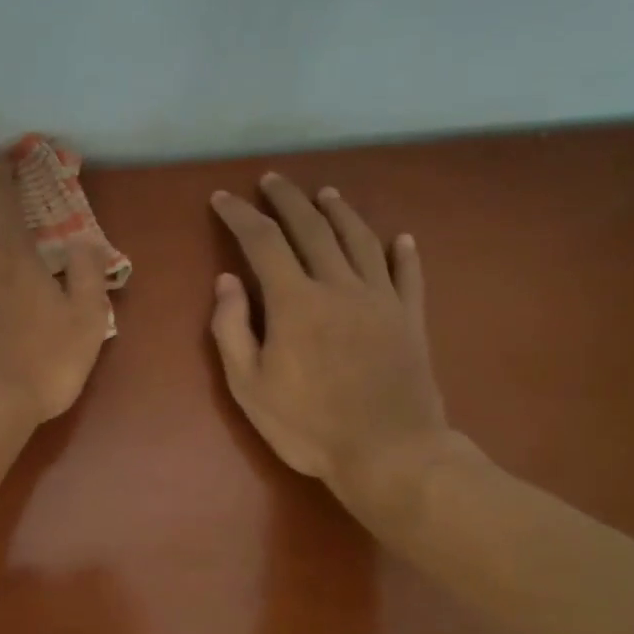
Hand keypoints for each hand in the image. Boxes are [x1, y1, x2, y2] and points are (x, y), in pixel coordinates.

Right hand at [210, 174, 462, 529]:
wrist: (390, 453)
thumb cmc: (308, 425)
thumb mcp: (249, 385)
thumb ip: (231, 328)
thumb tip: (227, 280)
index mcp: (295, 301)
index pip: (263, 241)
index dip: (240, 215)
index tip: (223, 198)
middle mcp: (339, 286)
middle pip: (312, 228)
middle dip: (288, 199)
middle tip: (273, 179)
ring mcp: (380, 300)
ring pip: (359, 240)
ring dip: (340, 212)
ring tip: (325, 194)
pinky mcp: (410, 319)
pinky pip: (407, 275)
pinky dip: (401, 253)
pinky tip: (399, 238)